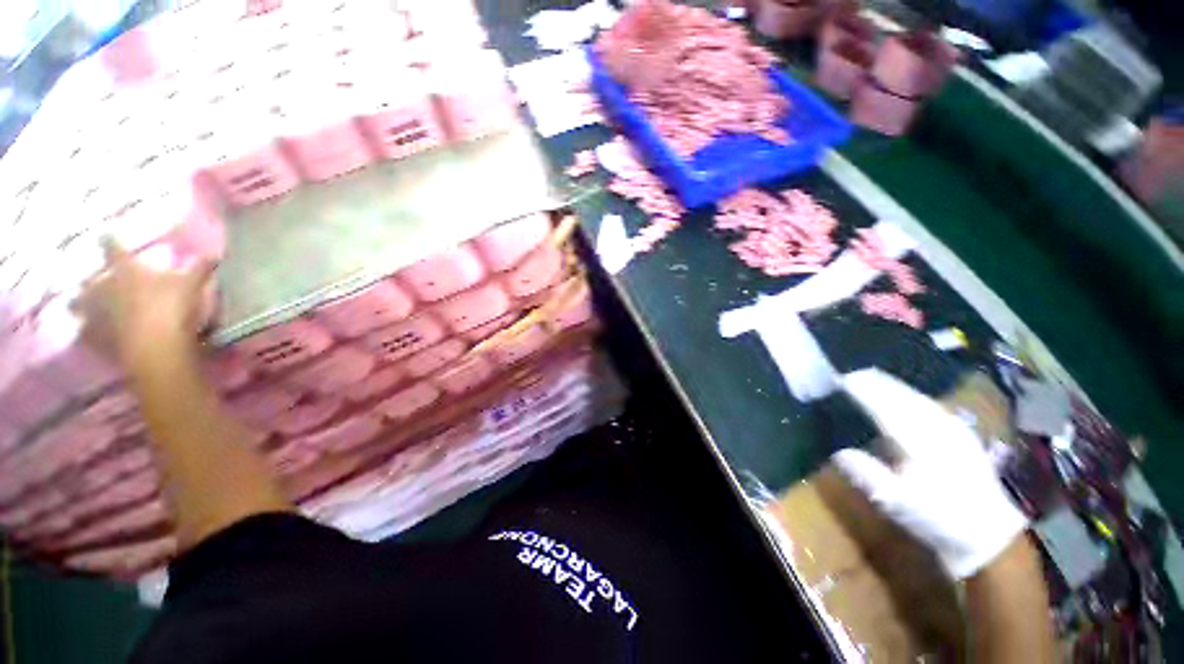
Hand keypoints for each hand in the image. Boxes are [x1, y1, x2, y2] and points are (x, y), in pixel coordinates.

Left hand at [73, 239, 215, 366]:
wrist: (157, 349)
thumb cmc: (172, 308)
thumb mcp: (193, 284)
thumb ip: (199, 267)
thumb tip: (211, 253)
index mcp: (123, 268)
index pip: (112, 246)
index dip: (110, 239)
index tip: (107, 234)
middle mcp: (101, 286)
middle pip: (88, 278)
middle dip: (91, 279)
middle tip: (96, 280)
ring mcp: (93, 314)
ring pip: (77, 306)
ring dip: (82, 305)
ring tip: (89, 308)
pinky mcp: (94, 339)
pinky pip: (87, 333)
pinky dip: (89, 332)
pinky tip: (96, 333)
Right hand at [831, 369, 1027, 579]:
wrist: (989, 533)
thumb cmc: (938, 518)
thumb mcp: (898, 503)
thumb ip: (867, 474)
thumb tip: (837, 451)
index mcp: (920, 443)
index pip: (885, 407)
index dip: (863, 391)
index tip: (840, 379)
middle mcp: (937, 428)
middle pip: (901, 396)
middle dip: (875, 382)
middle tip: (849, 373)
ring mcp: (952, 428)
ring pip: (916, 397)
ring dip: (892, 385)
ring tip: (870, 376)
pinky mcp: (960, 433)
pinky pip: (928, 404)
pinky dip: (910, 394)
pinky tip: (903, 394)